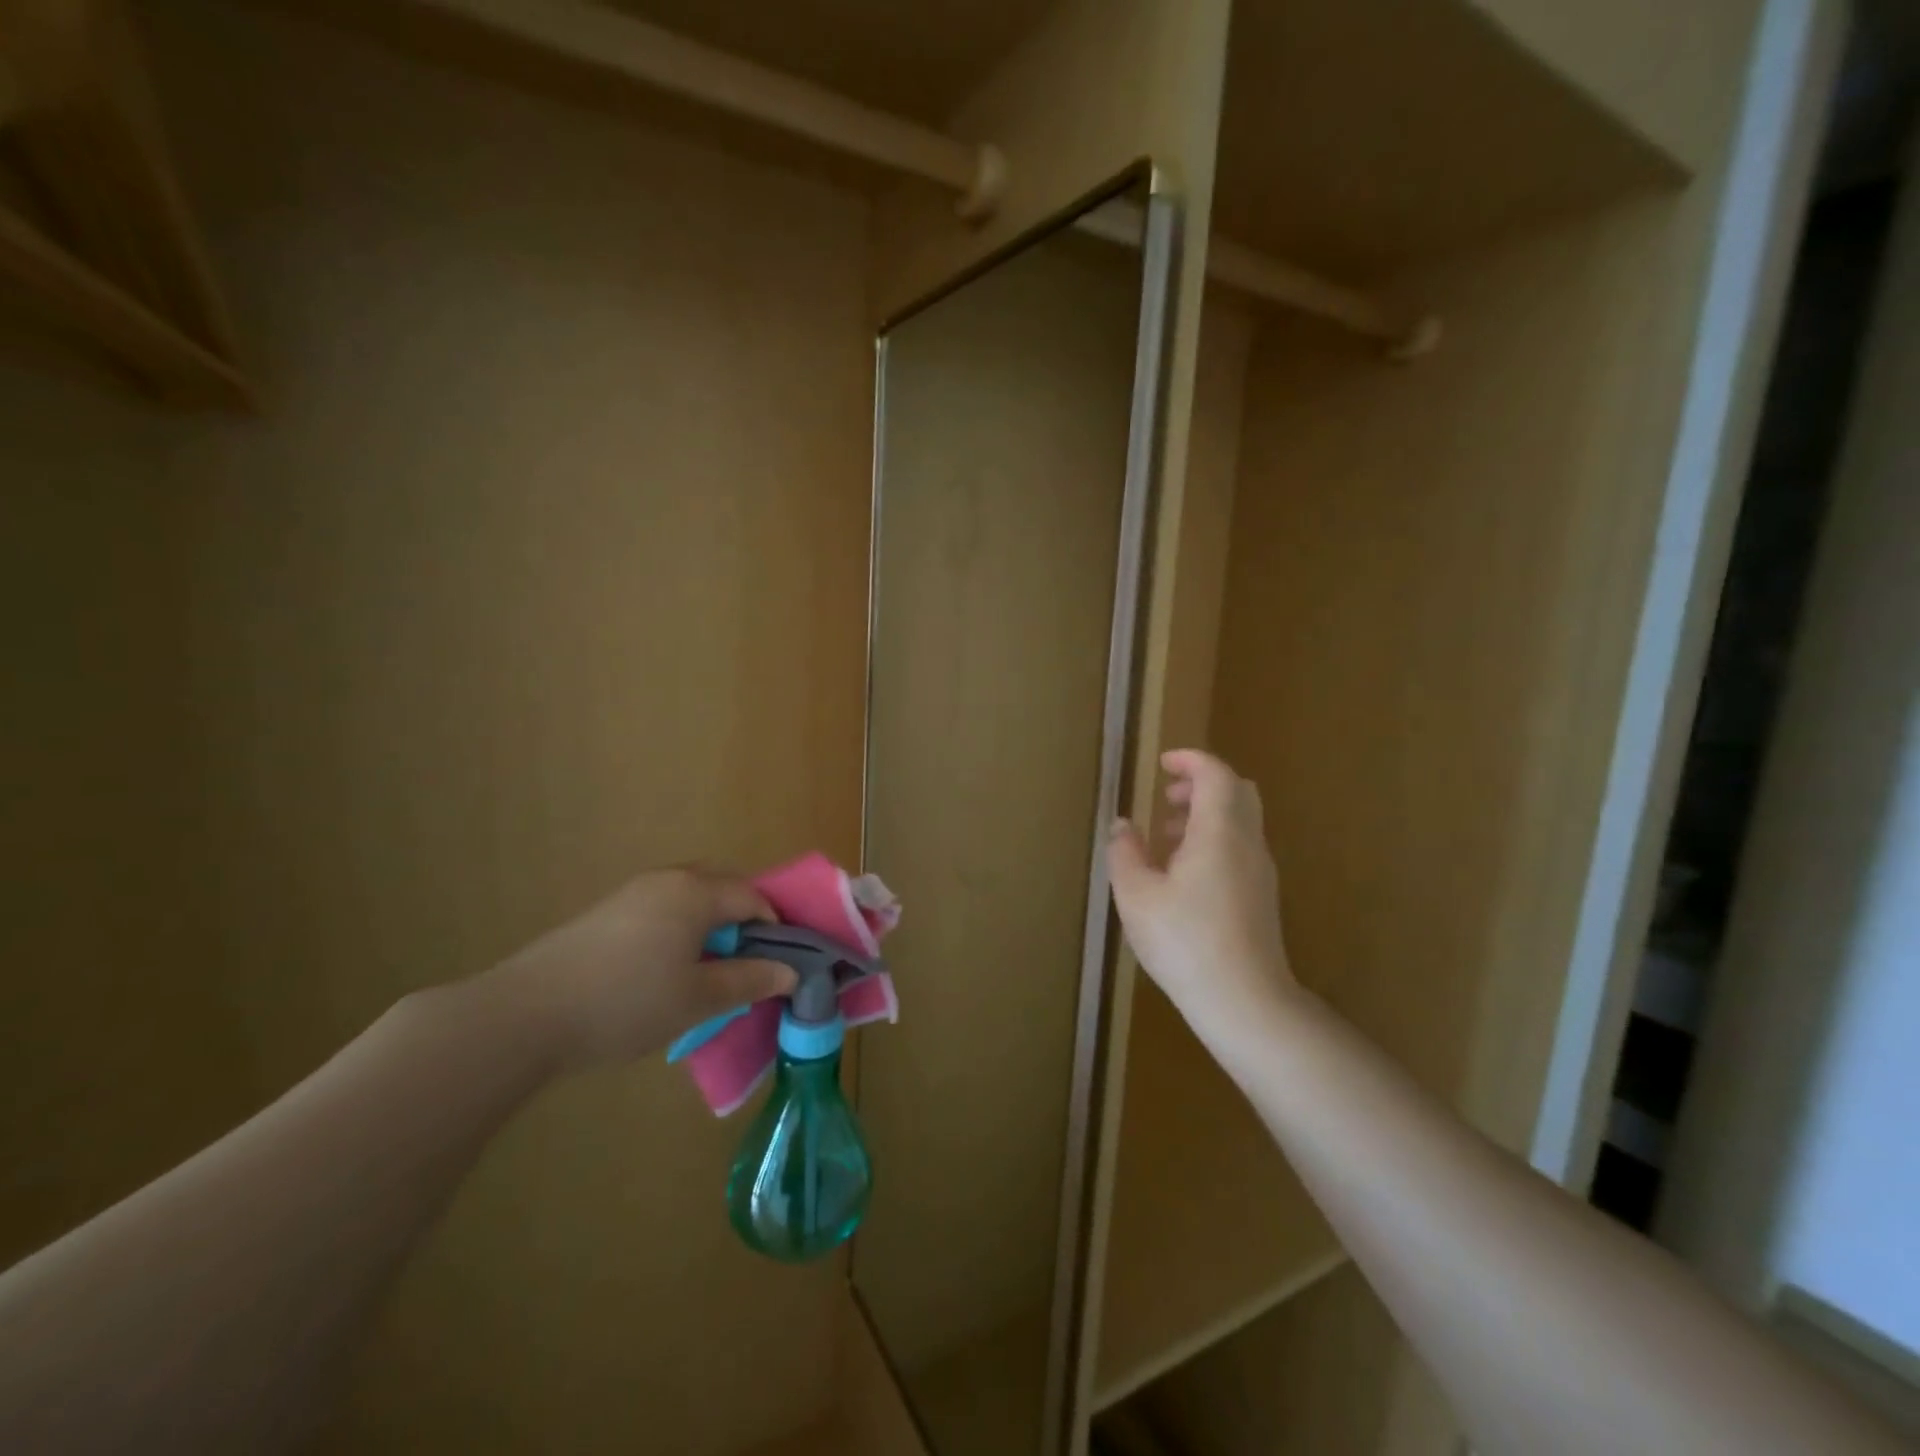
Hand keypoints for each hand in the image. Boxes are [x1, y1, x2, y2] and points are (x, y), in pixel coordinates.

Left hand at [482, 867, 797, 1072]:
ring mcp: (632, 892)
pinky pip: (662, 909)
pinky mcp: (606, 912)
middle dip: (743, 920)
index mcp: (696, 892)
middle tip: (746, 964)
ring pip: (690, 898)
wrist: (525, 1014)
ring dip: (710, 925)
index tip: (778, 965)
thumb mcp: (699, 999)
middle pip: (722, 888)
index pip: (752, 897)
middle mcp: (667, 879)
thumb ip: (749, 980)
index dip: (773, 928)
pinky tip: (666, 969)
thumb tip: (791, 972)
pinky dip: (680, 929)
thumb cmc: (627, 1002)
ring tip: (708, 969)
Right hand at [1108, 750, 1295, 1049]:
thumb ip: (1125, 852)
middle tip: (1167, 796)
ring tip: (1167, 836)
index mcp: (1219, 832)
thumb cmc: (1185, 941)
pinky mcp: (1262, 897)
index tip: (1162, 764)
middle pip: (1237, 791)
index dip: (1190, 760)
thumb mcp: (1136, 895)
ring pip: (1241, 821)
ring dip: (1207, 814)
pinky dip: (1214, 840)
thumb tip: (1123, 825)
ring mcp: (1260, 871)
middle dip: (1202, 783)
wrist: (1245, 1001)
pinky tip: (1184, 874)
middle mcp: (1247, 843)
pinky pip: (1241, 848)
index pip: (1215, 774)